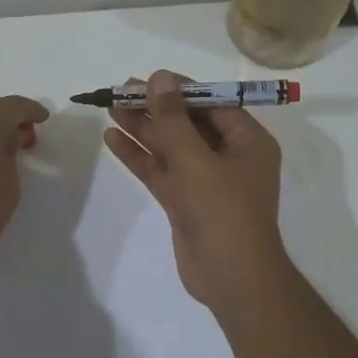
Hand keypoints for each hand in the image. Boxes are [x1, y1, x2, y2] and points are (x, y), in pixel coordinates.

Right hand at [102, 70, 288, 306]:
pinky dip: (140, 156)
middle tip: (120, 92)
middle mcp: (229, 156)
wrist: (232, 279)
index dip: (179, 89)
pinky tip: (113, 139)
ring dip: (143, 129)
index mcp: (248, 141)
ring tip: (110, 108)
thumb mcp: (196, 160)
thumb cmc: (223, 211)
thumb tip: (159, 78)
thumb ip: (174, 119)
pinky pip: (162, 171)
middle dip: (156, 108)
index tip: (148, 78)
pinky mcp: (186, 202)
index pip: (212, 103)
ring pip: (171, 147)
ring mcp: (206, 181)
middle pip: (188, 123)